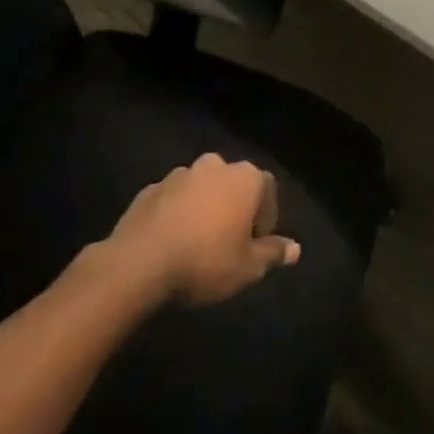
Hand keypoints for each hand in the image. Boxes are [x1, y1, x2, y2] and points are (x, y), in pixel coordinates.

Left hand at [107, 154, 300, 305]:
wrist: (138, 263)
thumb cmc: (205, 261)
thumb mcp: (248, 268)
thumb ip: (273, 253)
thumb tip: (295, 249)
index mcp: (244, 178)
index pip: (267, 189)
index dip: (265, 217)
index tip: (255, 245)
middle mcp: (214, 166)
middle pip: (233, 184)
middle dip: (234, 207)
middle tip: (228, 242)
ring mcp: (178, 174)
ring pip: (201, 189)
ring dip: (204, 208)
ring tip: (197, 243)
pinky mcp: (149, 189)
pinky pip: (173, 199)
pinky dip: (176, 213)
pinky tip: (170, 242)